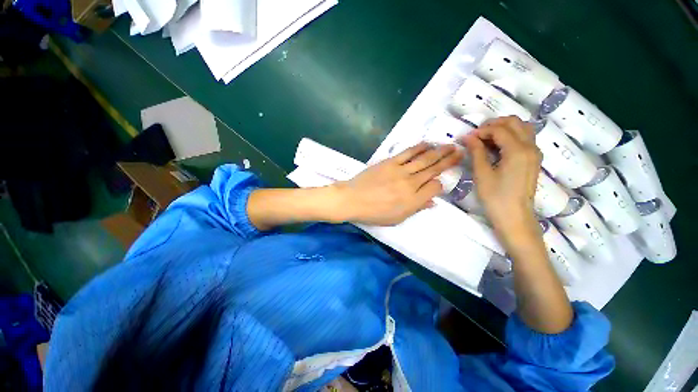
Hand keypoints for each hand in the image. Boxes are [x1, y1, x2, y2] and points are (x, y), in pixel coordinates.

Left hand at [333, 142, 462, 225]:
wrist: (352, 199)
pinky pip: (408, 153)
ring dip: (439, 151)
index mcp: (413, 201)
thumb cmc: (373, 213)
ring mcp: (400, 171)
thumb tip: (432, 202)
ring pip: (424, 159)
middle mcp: (411, 184)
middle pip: (434, 170)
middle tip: (461, 152)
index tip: (440, 181)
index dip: (440, 183)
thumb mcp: (397, 218)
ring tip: (451, 145)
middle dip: (449, 161)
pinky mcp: (390, 162)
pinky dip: (419, 147)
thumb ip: (416, 209)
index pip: (435, 187)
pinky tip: (428, 143)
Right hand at [461, 116, 542, 238]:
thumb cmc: (495, 197)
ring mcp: (535, 153)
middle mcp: (531, 147)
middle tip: (477, 135)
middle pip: (514, 122)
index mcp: (518, 151)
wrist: (515, 216)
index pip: (499, 129)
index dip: (481, 131)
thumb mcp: (482, 174)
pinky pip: (524, 138)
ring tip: (486, 139)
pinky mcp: (534, 159)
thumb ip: (476, 152)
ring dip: (503, 128)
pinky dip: (510, 136)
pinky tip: (497, 147)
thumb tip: (468, 137)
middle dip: (494, 124)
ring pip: (522, 128)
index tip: (467, 138)